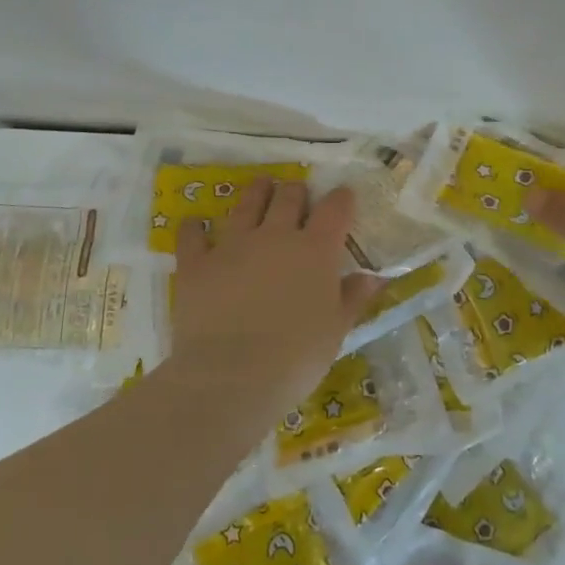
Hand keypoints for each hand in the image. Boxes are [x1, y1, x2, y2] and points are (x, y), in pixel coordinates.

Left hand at [171, 179, 379, 414]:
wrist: (231, 377)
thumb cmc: (296, 358)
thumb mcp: (336, 330)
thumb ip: (353, 298)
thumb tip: (372, 277)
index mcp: (315, 250)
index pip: (335, 208)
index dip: (341, 198)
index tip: (344, 197)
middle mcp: (276, 235)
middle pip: (289, 196)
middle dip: (296, 192)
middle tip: (298, 195)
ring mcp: (233, 245)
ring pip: (247, 203)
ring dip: (257, 192)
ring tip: (261, 186)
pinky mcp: (197, 262)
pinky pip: (193, 234)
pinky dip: (195, 227)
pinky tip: (196, 224)